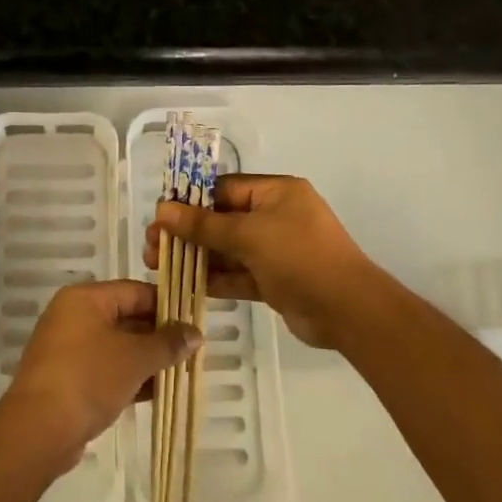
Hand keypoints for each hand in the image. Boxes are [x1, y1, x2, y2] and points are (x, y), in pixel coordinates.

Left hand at [0, 280, 200, 469]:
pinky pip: (104, 369)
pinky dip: (128, 377)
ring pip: (116, 346)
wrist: (38, 430)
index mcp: (86, 298)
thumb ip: (167, 343)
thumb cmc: (88, 378)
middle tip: (190, 351)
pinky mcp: (66, 379)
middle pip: (125, 317)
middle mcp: (73, 315)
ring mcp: (67, 348)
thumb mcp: (135, 358)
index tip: (193, 322)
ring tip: (179, 373)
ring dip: (145, 359)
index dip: (166, 305)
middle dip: (158, 336)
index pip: (135, 291)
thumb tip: (196, 333)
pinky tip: (155, 393)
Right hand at [146, 174, 380, 348]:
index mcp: (276, 193)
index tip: (160, 216)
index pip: (224, 190)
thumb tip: (162, 210)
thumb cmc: (300, 256)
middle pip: (222, 220)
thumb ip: (204, 225)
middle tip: (152, 246)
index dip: (190, 201)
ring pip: (228, 249)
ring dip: (196, 256)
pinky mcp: (274, 280)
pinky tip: (184, 282)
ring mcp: (275, 250)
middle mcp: (275, 216)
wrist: (348, 311)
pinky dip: (215, 278)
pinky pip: (238, 274)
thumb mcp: (249, 235)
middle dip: (187, 232)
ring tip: (158, 264)